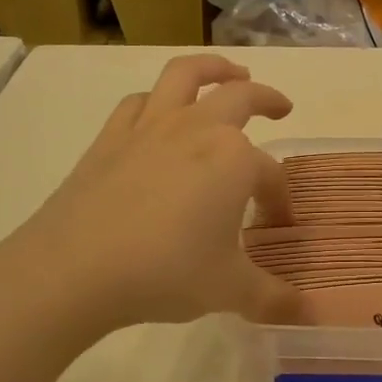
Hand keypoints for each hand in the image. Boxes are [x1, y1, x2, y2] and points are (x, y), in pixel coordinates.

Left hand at [0, 55, 300, 335]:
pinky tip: (160, 113)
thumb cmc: (165, 272)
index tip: (278, 225)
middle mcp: (197, 129)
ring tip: (228, 73)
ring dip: (213, 68)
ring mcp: (149, 128)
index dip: (280, 200)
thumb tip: (308, 314)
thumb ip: (273, 298)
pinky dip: (157, 99)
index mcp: (234, 159)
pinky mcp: (110, 138)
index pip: (270, 175)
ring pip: (185, 75)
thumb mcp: (230, 290)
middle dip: (266, 98)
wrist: (74, 269)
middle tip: (280, 106)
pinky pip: (139, 103)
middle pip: (241, 97)